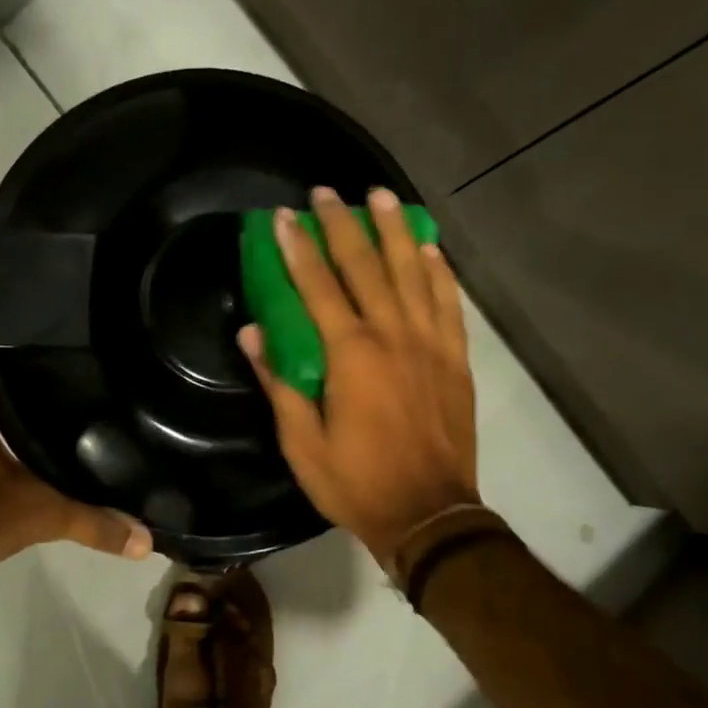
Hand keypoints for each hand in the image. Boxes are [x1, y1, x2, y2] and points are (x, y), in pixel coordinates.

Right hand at [238, 186, 479, 570]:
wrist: (429, 514)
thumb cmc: (355, 482)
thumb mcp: (301, 442)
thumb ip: (279, 382)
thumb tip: (252, 333)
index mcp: (350, 355)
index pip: (317, 287)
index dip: (297, 248)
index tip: (282, 216)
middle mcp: (392, 336)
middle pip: (365, 267)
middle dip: (342, 225)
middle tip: (326, 192)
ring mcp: (430, 344)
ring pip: (412, 273)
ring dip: (394, 231)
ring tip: (381, 197)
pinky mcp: (455, 359)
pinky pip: (448, 303)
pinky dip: (437, 272)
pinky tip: (428, 249)